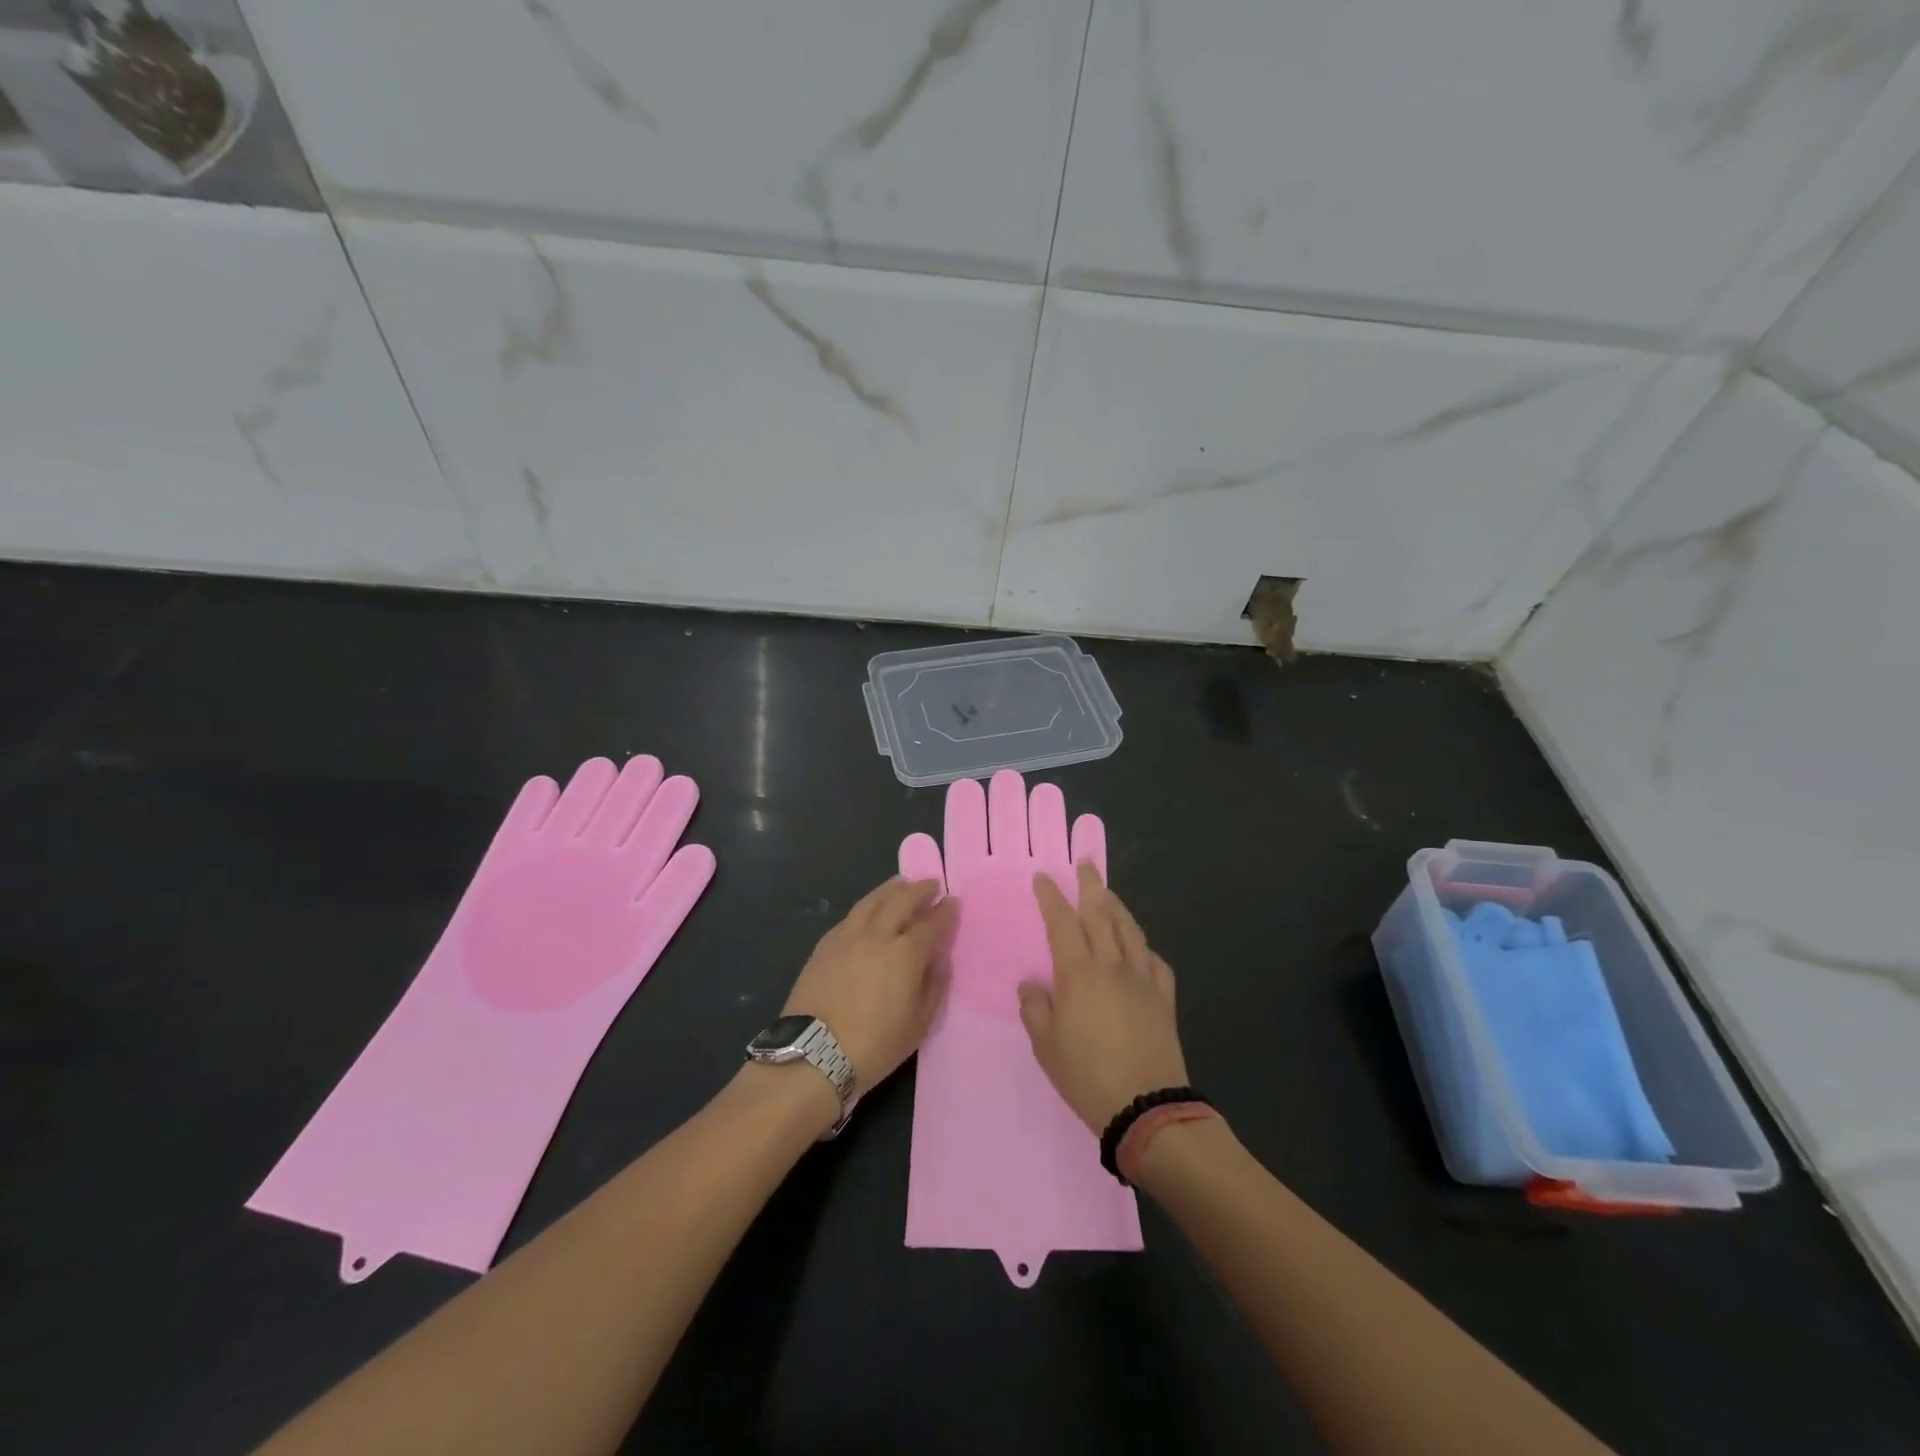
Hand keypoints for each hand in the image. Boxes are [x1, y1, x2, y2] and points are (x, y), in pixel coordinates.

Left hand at [782, 878, 955, 1093]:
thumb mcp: (919, 1024)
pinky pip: (852, 914)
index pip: (932, 923)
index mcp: (906, 953)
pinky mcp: (825, 944)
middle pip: (902, 899)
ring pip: (873, 900)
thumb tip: (939, 961)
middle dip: (920, 889)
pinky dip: (868, 906)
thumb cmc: (874, 1045)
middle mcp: (878, 934)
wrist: (814, 1053)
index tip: (953, 902)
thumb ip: (934, 987)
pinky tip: (870, 909)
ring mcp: (848, 935)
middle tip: (931, 884)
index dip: (946, 912)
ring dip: (891, 888)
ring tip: (901, 884)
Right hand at [1020, 862, 1188, 1134]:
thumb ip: (1036, 1009)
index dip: (1051, 896)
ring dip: (1117, 906)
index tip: (1044, 877)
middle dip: (1090, 885)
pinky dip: (1142, 946)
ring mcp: (1142, 979)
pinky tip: (1139, 948)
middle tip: (1085, 863)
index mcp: (1078, 973)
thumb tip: (1033, 984)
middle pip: (1100, 913)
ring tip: (1108, 893)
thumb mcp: (1046, 1046)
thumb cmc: (1087, 1076)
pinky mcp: (1164, 998)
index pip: (1062, 922)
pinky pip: (1154, 960)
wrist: (1147, 1107)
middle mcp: (1112, 965)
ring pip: (1129, 930)